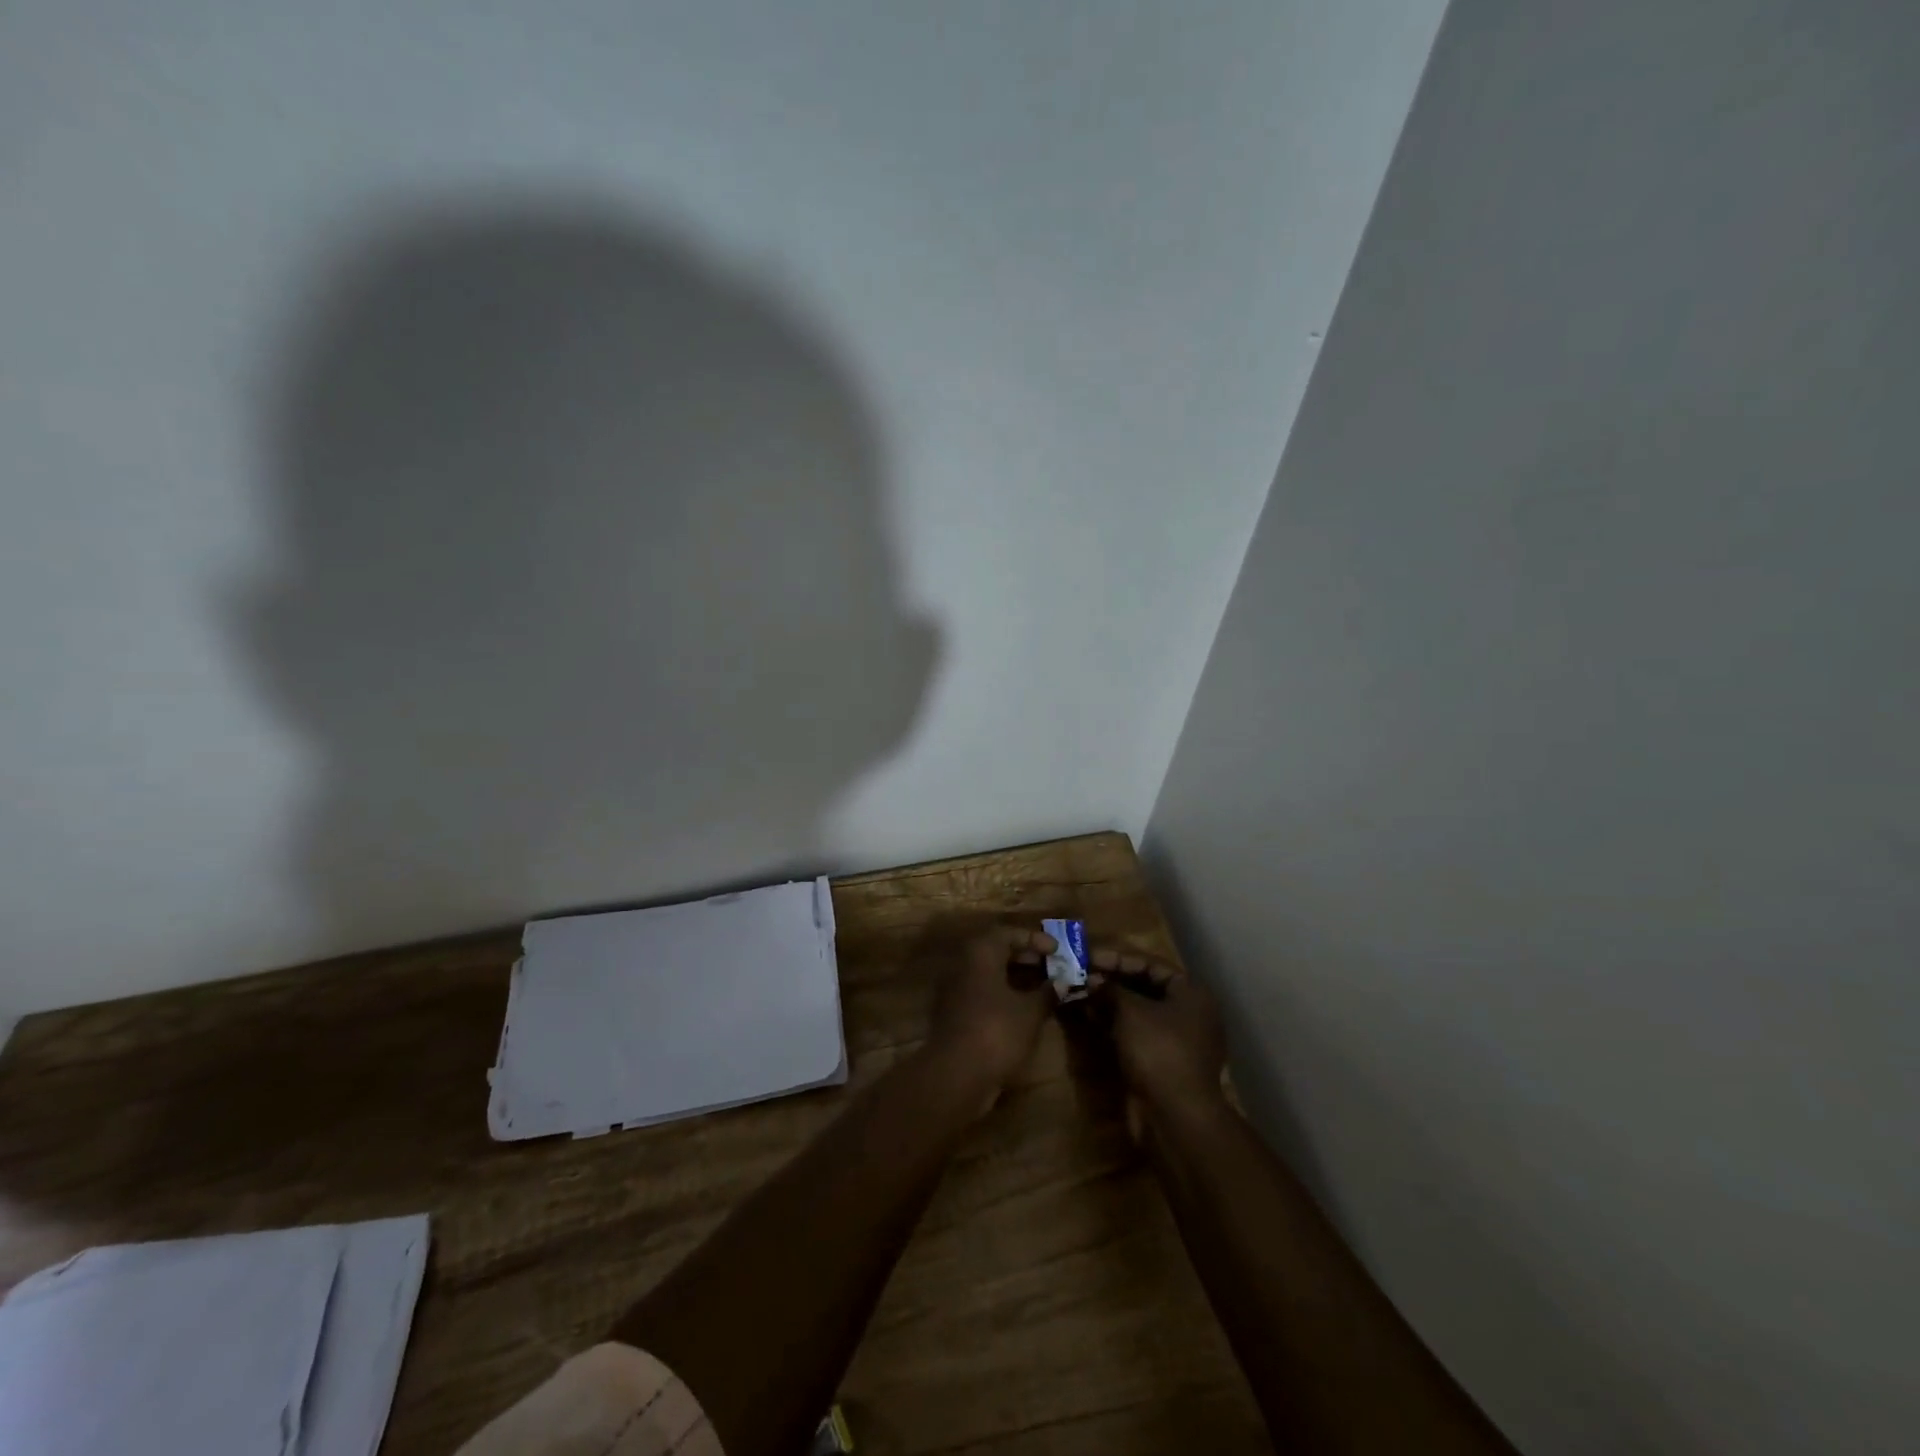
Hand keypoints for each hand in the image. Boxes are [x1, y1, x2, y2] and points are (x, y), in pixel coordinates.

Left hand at [925, 926, 1056, 1099]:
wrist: (956, 1075)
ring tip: (1045, 988)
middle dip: (1027, 958)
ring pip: (990, 973)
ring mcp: (956, 989)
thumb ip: (1048, 992)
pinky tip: (1025, 1009)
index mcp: (981, 953)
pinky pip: (983, 992)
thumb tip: (1062, 982)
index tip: (1058, 950)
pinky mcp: (955, 1013)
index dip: (1035, 939)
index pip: (1009, 933)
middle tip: (1053, 967)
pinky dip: (1004, 994)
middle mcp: (964, 964)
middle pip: (997, 951)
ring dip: (1017, 977)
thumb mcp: (1030, 1012)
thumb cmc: (997, 1032)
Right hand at [1091, 949, 1226, 1119]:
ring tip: (1081, 993)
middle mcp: (1190, 1011)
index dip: (1117, 959)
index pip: (1150, 964)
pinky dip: (1117, 1024)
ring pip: (1141, 1011)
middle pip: (1146, 986)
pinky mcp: (1166, 1060)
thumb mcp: (1130, 1012)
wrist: (1177, 1114)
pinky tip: (1092, 1018)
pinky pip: (1139, 1032)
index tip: (1088, 957)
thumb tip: (1092, 979)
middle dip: (1113, 981)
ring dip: (1111, 1002)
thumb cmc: (1158, 1050)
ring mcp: (1180, 1039)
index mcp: (1191, 992)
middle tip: (1082, 974)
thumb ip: (1111, 990)